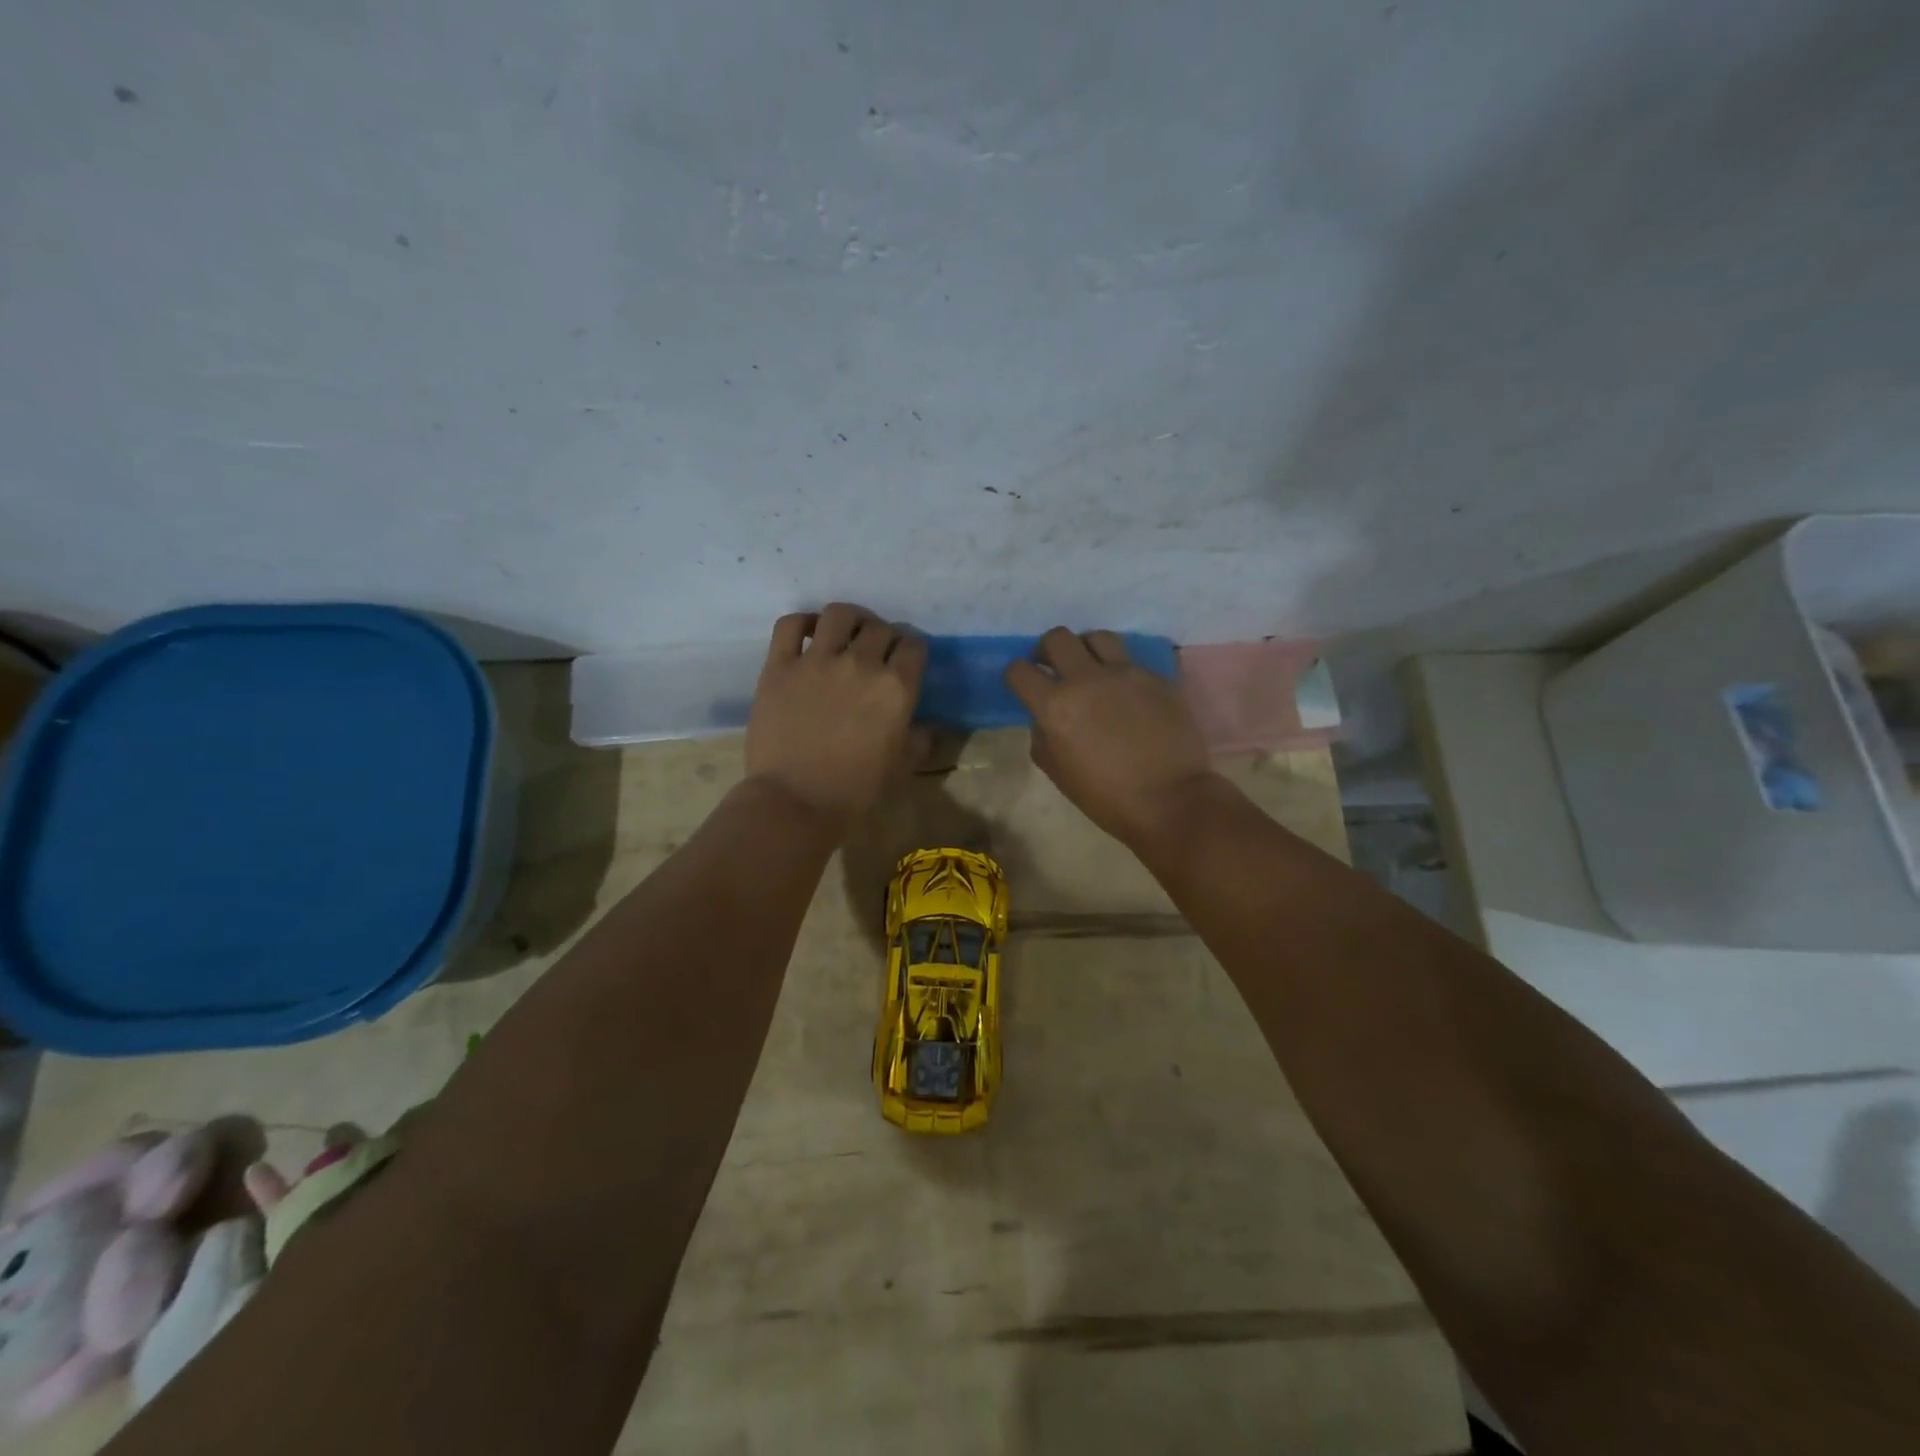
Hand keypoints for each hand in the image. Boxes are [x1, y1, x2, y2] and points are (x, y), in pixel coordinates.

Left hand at [746, 604, 927, 828]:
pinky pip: (791, 625)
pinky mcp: (779, 666)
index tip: (906, 660)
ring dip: (850, 620)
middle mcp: (860, 664)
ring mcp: (816, 661)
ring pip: (839, 614)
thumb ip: (918, 740)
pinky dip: (803, 622)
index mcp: (896, 688)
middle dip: (884, 635)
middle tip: (877, 652)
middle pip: (880, 627)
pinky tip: (809, 634)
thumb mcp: (901, 768)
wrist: (795, 803)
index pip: (913, 645)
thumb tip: (927, 726)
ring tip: (847, 634)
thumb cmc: (855, 792)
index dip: (912, 649)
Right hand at [1005, 628, 1215, 848]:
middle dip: (1048, 650)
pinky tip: (1126, 693)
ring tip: (1092, 669)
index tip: (1023, 685)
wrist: (1170, 801)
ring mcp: (1125, 673)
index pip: (1020, 671)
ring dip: (1086, 650)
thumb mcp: (1058, 773)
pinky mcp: (1156, 677)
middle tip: (1053, 668)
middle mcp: (1086, 679)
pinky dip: (1119, 670)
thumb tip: (1044, 718)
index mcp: (1055, 706)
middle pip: (1057, 638)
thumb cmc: (1106, 798)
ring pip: (1097, 637)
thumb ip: (1042, 737)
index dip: (1016, 675)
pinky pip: (1130, 660)